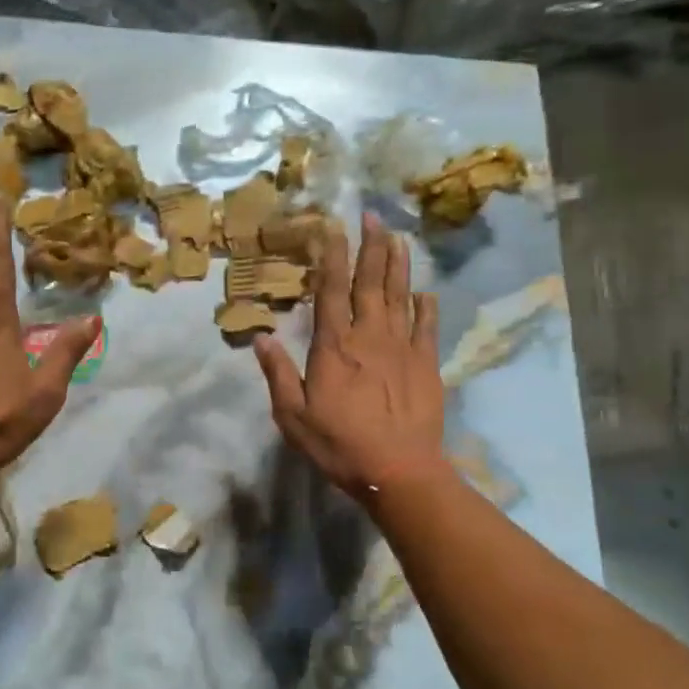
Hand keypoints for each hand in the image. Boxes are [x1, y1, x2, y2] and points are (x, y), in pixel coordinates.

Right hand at [252, 212, 448, 502]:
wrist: (398, 472)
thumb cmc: (339, 445)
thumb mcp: (293, 416)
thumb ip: (278, 374)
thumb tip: (261, 337)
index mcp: (334, 346)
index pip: (331, 291)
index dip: (333, 257)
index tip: (335, 228)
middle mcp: (369, 336)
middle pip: (370, 283)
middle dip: (371, 247)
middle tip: (373, 216)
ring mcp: (402, 347)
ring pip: (400, 295)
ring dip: (398, 265)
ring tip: (398, 237)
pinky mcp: (426, 363)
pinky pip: (427, 326)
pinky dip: (426, 306)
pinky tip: (425, 292)